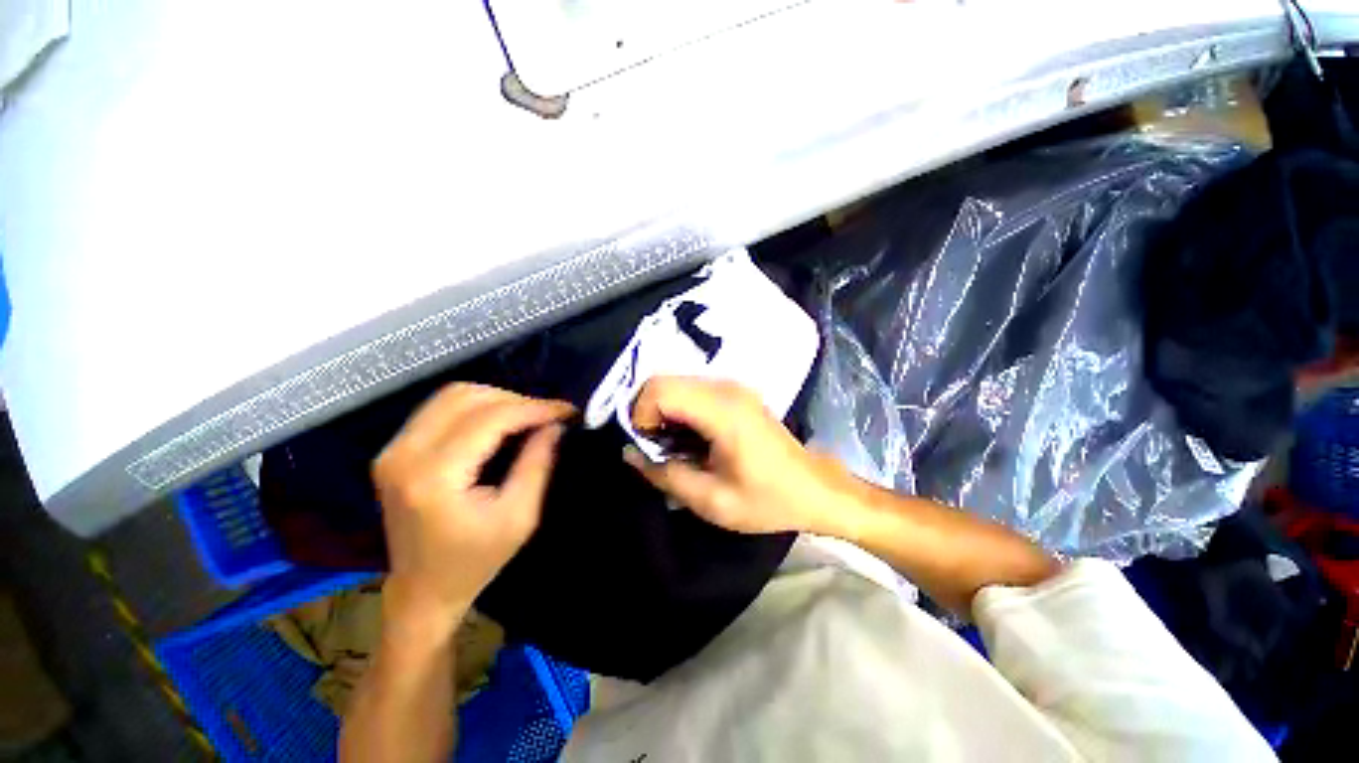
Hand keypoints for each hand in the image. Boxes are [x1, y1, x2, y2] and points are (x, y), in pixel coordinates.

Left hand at [373, 383, 574, 631]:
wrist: (423, 589)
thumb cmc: (476, 561)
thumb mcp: (520, 516)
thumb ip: (537, 464)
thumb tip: (555, 424)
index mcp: (434, 476)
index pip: (490, 419)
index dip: (533, 408)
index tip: (567, 410)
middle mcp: (404, 454)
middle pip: (467, 397)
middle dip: (516, 400)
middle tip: (548, 415)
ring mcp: (393, 449)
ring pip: (453, 395)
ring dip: (497, 399)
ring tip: (527, 417)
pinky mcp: (395, 449)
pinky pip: (441, 408)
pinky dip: (477, 406)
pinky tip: (500, 421)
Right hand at [624, 377, 863, 535]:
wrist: (813, 489)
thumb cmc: (767, 500)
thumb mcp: (711, 500)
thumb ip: (664, 475)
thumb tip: (629, 453)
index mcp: (722, 410)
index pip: (659, 389)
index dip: (640, 415)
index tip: (646, 447)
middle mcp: (725, 387)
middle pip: (663, 381)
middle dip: (647, 412)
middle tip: (654, 448)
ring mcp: (731, 386)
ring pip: (675, 383)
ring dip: (662, 412)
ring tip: (671, 447)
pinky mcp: (735, 392)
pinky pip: (691, 390)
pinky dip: (678, 410)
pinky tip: (688, 438)